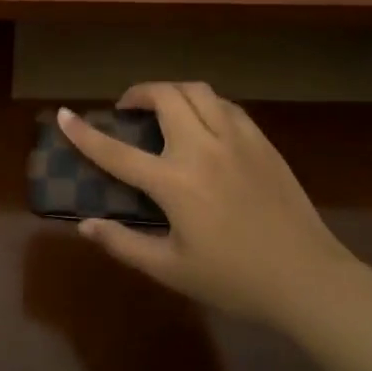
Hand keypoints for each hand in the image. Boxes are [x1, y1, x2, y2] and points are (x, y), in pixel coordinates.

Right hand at [57, 82, 359, 330]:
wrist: (306, 277)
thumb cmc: (234, 280)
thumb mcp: (172, 270)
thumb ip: (125, 244)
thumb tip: (86, 225)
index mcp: (175, 183)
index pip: (117, 152)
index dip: (85, 133)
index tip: (64, 114)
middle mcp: (202, 148)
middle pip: (165, 96)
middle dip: (139, 92)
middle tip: (128, 108)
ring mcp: (236, 138)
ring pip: (197, 90)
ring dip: (172, 91)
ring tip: (164, 108)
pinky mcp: (261, 140)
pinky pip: (226, 105)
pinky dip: (205, 102)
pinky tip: (204, 122)